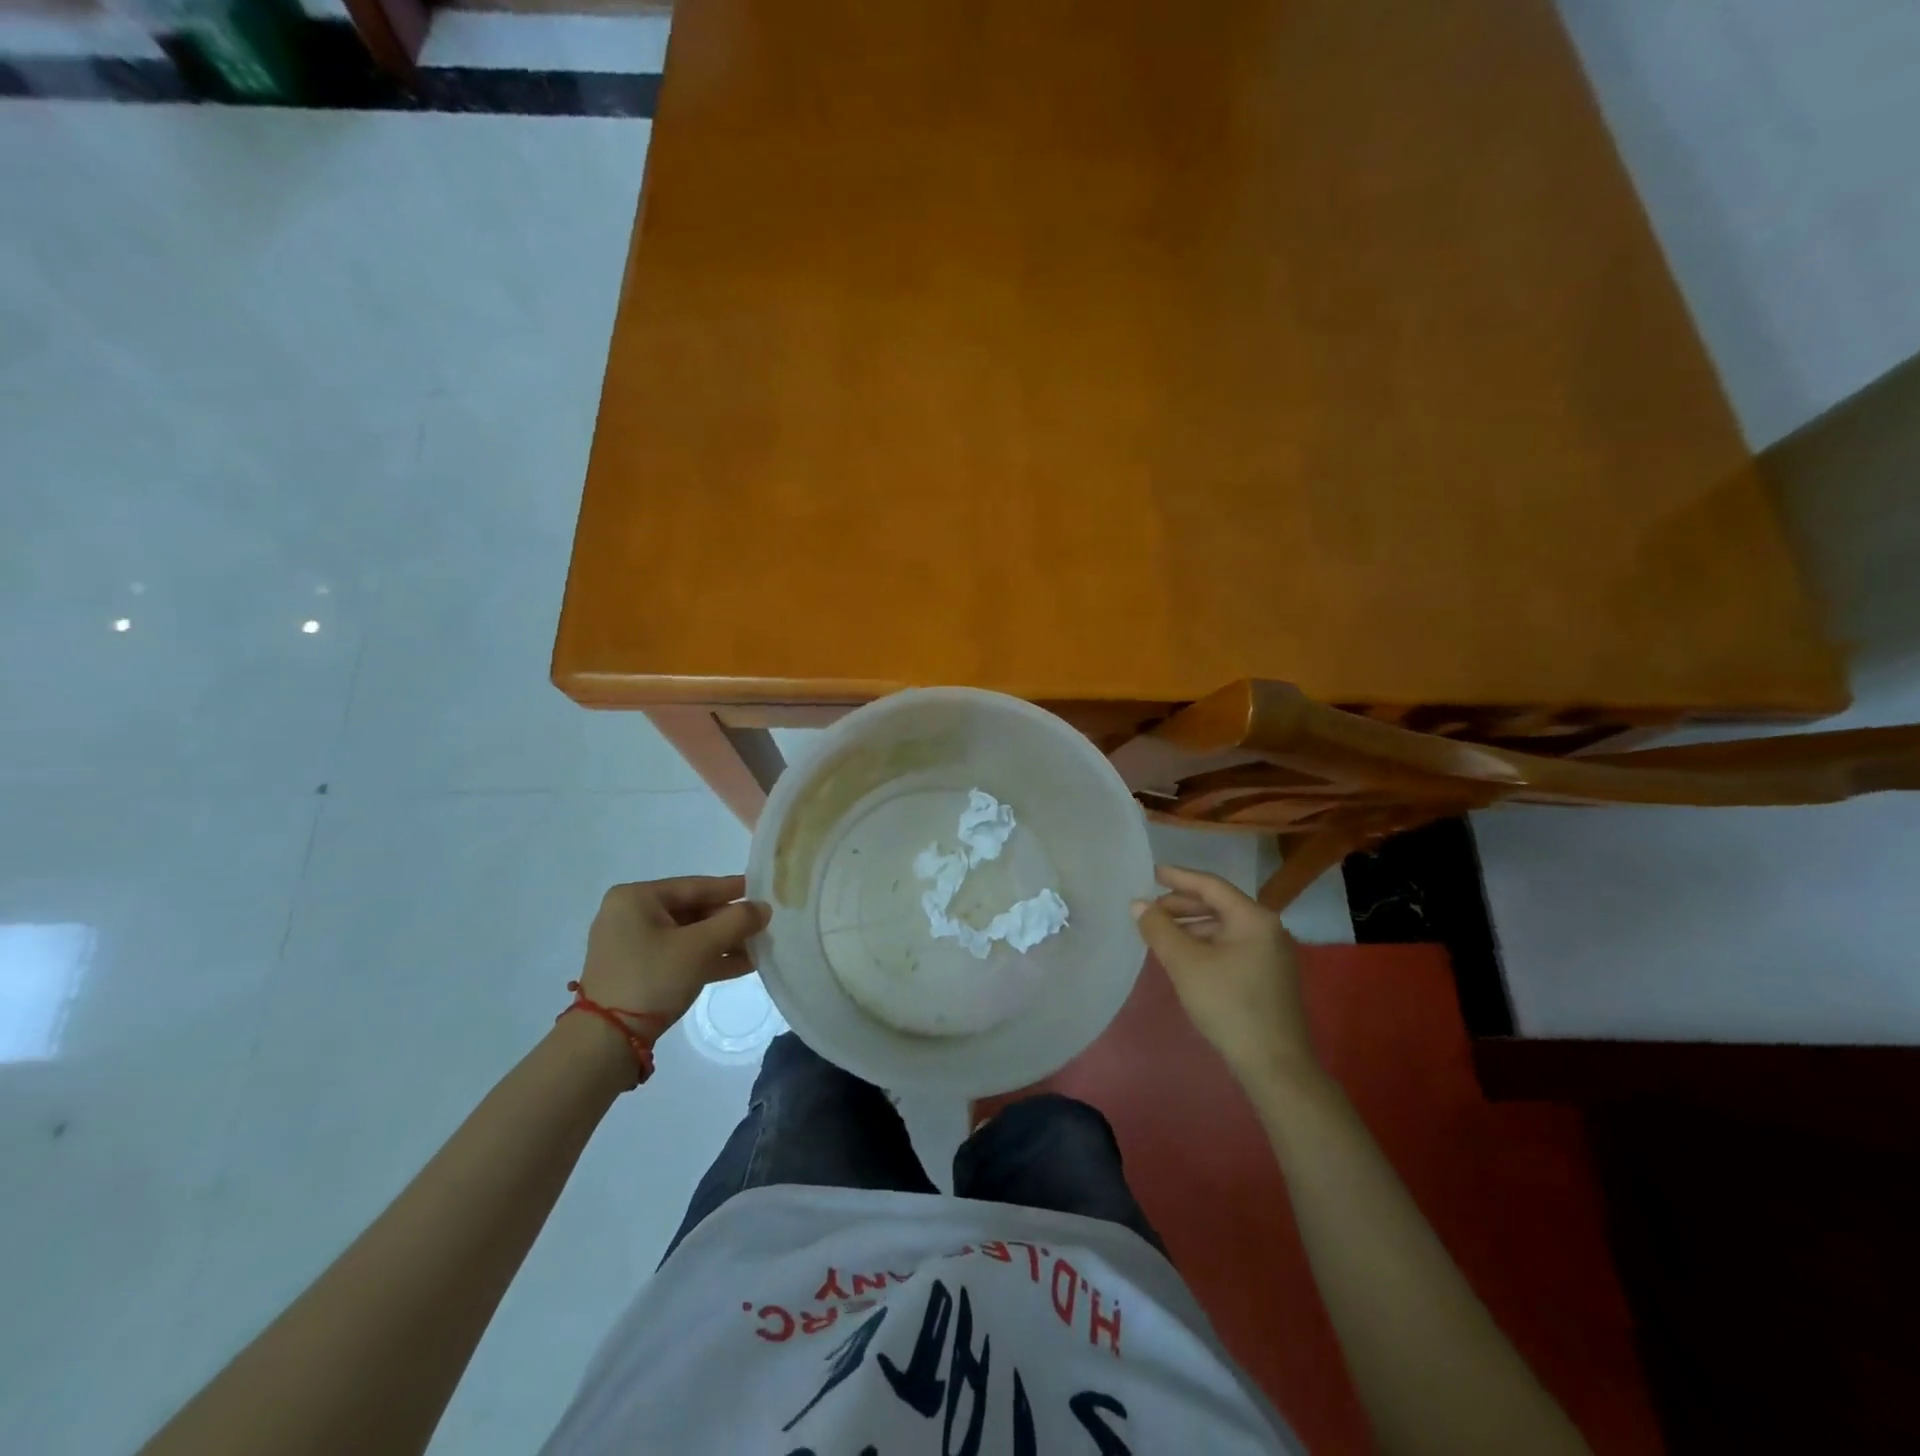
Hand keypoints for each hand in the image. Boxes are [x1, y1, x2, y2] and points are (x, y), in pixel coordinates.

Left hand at [579, 876, 770, 1032]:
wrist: (606, 1042)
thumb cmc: (652, 978)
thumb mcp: (699, 947)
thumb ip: (736, 922)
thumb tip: (764, 908)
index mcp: (636, 898)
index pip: (695, 886)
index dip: (733, 889)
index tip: (763, 890)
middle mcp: (630, 915)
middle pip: (693, 911)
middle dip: (730, 922)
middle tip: (764, 925)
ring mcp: (632, 945)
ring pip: (689, 936)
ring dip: (723, 942)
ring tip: (760, 947)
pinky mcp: (638, 972)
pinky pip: (679, 955)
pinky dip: (707, 958)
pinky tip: (742, 964)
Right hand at [1132, 864, 1320, 1088]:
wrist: (1275, 1065)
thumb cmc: (1228, 1005)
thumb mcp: (1185, 963)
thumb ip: (1159, 929)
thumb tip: (1139, 904)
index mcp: (1253, 918)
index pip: (1211, 886)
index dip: (1179, 878)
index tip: (1152, 873)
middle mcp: (1267, 929)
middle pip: (1219, 905)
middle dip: (1183, 905)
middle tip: (1151, 909)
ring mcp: (1271, 955)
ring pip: (1224, 928)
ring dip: (1192, 926)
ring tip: (1162, 933)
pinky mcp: (1268, 978)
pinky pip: (1231, 947)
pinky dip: (1205, 944)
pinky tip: (1185, 957)